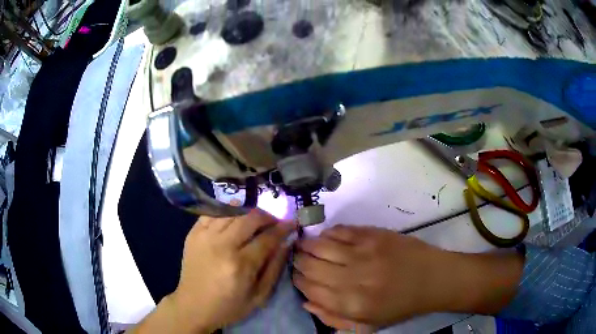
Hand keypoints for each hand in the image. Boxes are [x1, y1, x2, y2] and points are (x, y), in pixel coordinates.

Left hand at [170, 210, 294, 332]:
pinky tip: (233, 218)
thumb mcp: (259, 296)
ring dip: (248, 212)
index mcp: (240, 265)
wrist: (193, 306)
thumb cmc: (229, 306)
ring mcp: (204, 237)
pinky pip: (212, 213)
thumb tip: (287, 242)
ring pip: (232, 212)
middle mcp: (222, 245)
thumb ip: (275, 268)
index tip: (292, 223)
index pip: (267, 238)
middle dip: (267, 216)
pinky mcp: (193, 234)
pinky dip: (226, 212)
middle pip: (250, 218)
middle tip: (274, 221)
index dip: (283, 228)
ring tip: (256, 220)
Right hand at [292, 225, 449, 328]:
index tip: (296, 276)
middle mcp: (353, 278)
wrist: (432, 278)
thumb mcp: (368, 324)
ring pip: (320, 245)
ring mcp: (363, 253)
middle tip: (296, 259)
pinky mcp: (373, 234)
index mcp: (351, 304)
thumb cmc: (400, 305)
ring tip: (302, 245)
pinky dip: (327, 234)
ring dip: (306, 245)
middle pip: (310, 266)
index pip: (310, 289)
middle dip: (297, 262)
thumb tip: (306, 302)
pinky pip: (340, 230)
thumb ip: (334, 318)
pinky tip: (326, 238)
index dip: (298, 281)